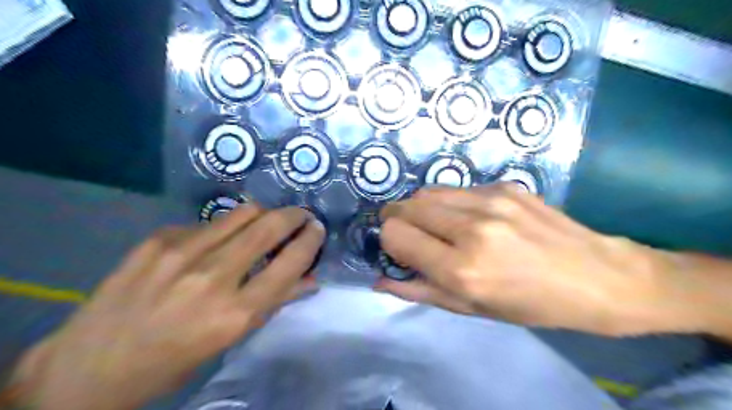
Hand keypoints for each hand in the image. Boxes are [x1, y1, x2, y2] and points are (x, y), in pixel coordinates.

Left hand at [11, 205, 323, 409]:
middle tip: (302, 216)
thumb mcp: (230, 339)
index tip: (317, 229)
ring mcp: (180, 253)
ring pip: (242, 213)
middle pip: (269, 226)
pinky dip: (224, 229)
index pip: (289, 263)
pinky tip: (215, 243)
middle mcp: (211, 278)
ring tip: (266, 222)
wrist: (90, 366)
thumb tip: (310, 279)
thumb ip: (274, 302)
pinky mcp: (158, 240)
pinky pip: (208, 223)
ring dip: (264, 214)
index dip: (310, 240)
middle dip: (295, 215)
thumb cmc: (174, 360)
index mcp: (234, 313)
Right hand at [374, 184, 689, 335]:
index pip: (395, 235)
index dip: (389, 241)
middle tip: (407, 233)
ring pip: (427, 191)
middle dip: (396, 219)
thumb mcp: (472, 309)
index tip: (399, 250)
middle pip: (406, 206)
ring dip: (420, 208)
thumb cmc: (532, 305)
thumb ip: (420, 291)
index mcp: (462, 269)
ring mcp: (490, 201)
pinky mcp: (505, 186)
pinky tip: (469, 217)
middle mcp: (472, 229)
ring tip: (436, 224)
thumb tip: (380, 278)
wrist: (598, 277)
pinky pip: (457, 189)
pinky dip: (449, 202)